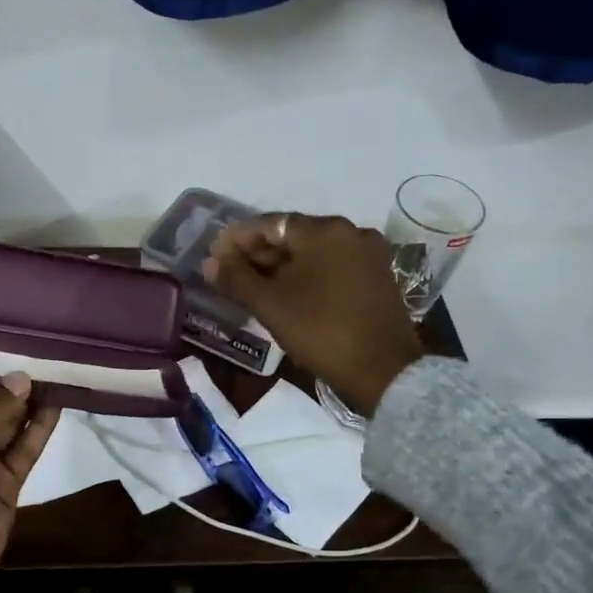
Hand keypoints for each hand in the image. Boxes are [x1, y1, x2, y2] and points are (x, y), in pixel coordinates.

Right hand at [203, 213, 424, 416]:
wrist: (382, 369)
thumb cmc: (320, 329)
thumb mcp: (269, 304)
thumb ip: (236, 278)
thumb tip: (211, 262)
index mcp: (324, 230)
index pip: (269, 224)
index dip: (237, 239)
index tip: (214, 255)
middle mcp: (350, 232)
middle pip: (293, 235)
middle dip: (259, 253)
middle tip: (230, 272)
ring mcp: (368, 255)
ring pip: (314, 253)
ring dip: (281, 265)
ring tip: (254, 285)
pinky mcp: (378, 277)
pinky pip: (332, 267)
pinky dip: (307, 275)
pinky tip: (288, 293)